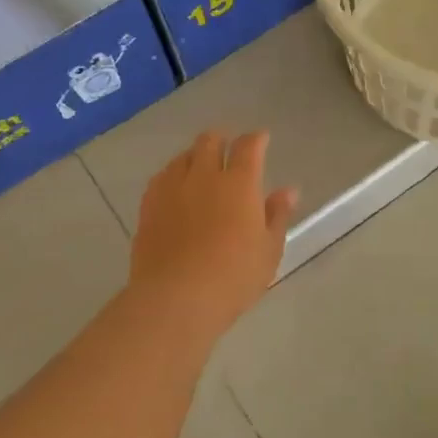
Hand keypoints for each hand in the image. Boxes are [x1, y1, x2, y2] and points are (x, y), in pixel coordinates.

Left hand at [129, 131, 297, 336]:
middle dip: (222, 139)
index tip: (261, 139)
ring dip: (195, 155)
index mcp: (239, 183)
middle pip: (210, 141)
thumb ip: (277, 216)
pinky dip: (173, 175)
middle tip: (228, 150)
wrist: (176, 298)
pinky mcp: (148, 205)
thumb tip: (288, 190)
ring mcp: (172, 188)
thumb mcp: (268, 250)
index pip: (249, 146)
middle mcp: (204, 175)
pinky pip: (161, 177)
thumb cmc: (233, 277)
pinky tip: (175, 188)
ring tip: (201, 167)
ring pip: (183, 156)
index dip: (256, 139)